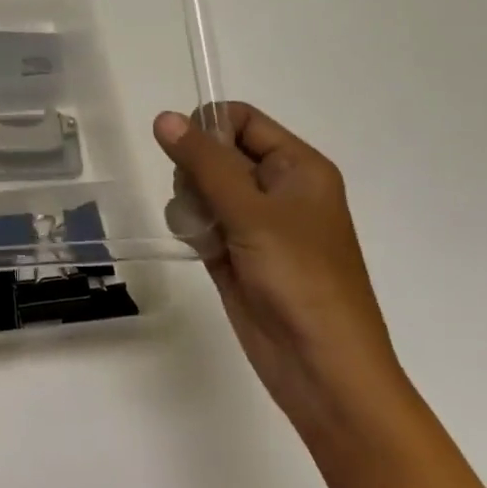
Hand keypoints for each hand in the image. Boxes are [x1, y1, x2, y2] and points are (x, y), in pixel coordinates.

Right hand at [155, 103, 406, 432]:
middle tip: (201, 200)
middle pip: (216, 152)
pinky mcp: (236, 252)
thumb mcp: (252, 212)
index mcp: (297, 167)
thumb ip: (204, 162)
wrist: (322, 369)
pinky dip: (192, 229)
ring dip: (191, 203)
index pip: (242, 119)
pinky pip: (200, 220)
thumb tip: (163, 117)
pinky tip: (201, 249)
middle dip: (196, 171)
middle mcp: (277, 188)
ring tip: (204, 232)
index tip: (186, 154)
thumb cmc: (300, 279)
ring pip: (202, 187)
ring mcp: (255, 222)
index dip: (208, 128)